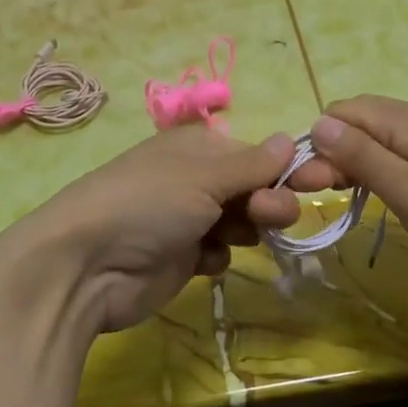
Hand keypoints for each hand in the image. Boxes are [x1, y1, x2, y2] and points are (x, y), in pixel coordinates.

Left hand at [2, 127, 333, 333]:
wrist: (84, 267)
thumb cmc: (147, 205)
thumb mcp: (202, 176)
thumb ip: (252, 164)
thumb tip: (290, 138)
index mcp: (197, 148)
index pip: (257, 154)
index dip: (288, 168)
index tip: (323, 181)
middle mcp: (194, 180)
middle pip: (253, 188)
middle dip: (270, 200)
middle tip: (273, 217)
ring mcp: (186, 220)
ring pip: (240, 222)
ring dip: (247, 228)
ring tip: (234, 238)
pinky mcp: (181, 258)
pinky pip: (218, 253)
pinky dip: (216, 257)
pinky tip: (202, 261)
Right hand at [308, 96, 407, 289]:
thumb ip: (362, 157)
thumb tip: (317, 122)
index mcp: (405, 123)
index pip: (342, 112)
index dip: (317, 141)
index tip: (306, 185)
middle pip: (359, 124)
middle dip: (330, 153)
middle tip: (319, 197)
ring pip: (379, 142)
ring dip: (352, 164)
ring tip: (341, 199)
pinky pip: (400, 158)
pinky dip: (379, 173)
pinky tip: (378, 197)